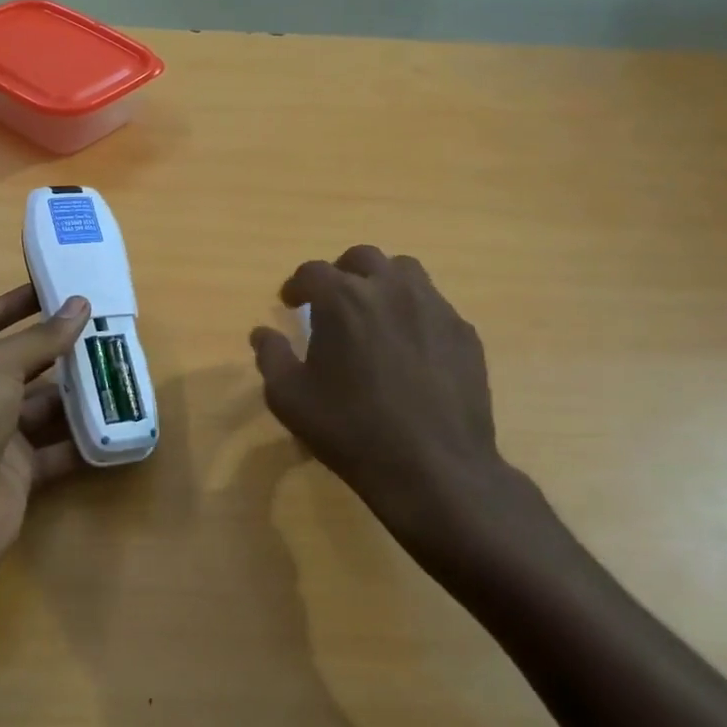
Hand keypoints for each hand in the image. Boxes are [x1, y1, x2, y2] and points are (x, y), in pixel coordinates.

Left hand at [0, 284, 90, 581]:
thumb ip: (39, 339)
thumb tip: (79, 305)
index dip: (18, 302)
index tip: (58, 288)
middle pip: (23, 362)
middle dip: (61, 348)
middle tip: (106, 332)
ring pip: (45, 407)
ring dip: (79, 394)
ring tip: (120, 375)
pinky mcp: (20, 472)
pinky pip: (58, 450)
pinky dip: (84, 441)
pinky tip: (117, 428)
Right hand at [248, 246, 564, 588]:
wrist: (434, 468)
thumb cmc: (350, 430)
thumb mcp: (289, 399)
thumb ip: (271, 357)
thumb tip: (261, 333)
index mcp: (342, 299)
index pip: (312, 272)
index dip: (296, 285)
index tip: (290, 302)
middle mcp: (390, 289)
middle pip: (362, 258)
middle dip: (341, 273)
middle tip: (332, 301)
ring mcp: (434, 307)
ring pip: (405, 272)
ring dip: (382, 283)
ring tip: (374, 314)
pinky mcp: (464, 333)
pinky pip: (434, 306)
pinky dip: (414, 314)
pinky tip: (410, 348)